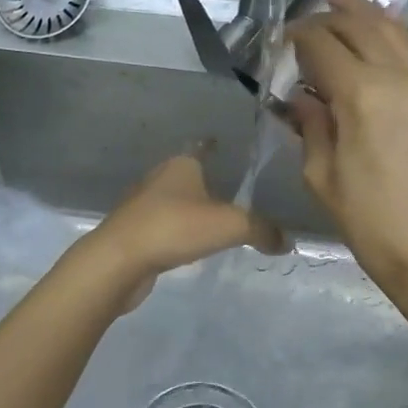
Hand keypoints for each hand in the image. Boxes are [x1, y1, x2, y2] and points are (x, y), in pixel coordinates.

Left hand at [75, 154, 286, 309]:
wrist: (119, 260)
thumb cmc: (175, 227)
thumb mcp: (231, 225)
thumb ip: (263, 230)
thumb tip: (288, 241)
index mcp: (180, 165)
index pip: (202, 148)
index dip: (215, 147)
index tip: (225, 146)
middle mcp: (159, 179)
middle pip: (188, 176)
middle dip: (206, 183)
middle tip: (233, 194)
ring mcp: (142, 206)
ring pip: (174, 203)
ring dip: (191, 210)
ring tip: (215, 222)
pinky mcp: (133, 234)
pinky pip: (164, 228)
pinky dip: (178, 234)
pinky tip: (191, 246)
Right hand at [287, 0, 407, 299]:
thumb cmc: (370, 222)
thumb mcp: (322, 177)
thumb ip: (311, 126)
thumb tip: (302, 99)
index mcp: (361, 94)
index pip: (322, 45)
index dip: (296, 37)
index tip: (279, 41)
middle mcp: (398, 78)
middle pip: (359, 26)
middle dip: (328, 16)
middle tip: (305, 22)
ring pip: (394, 32)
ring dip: (364, 13)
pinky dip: (389, 39)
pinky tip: (375, 43)